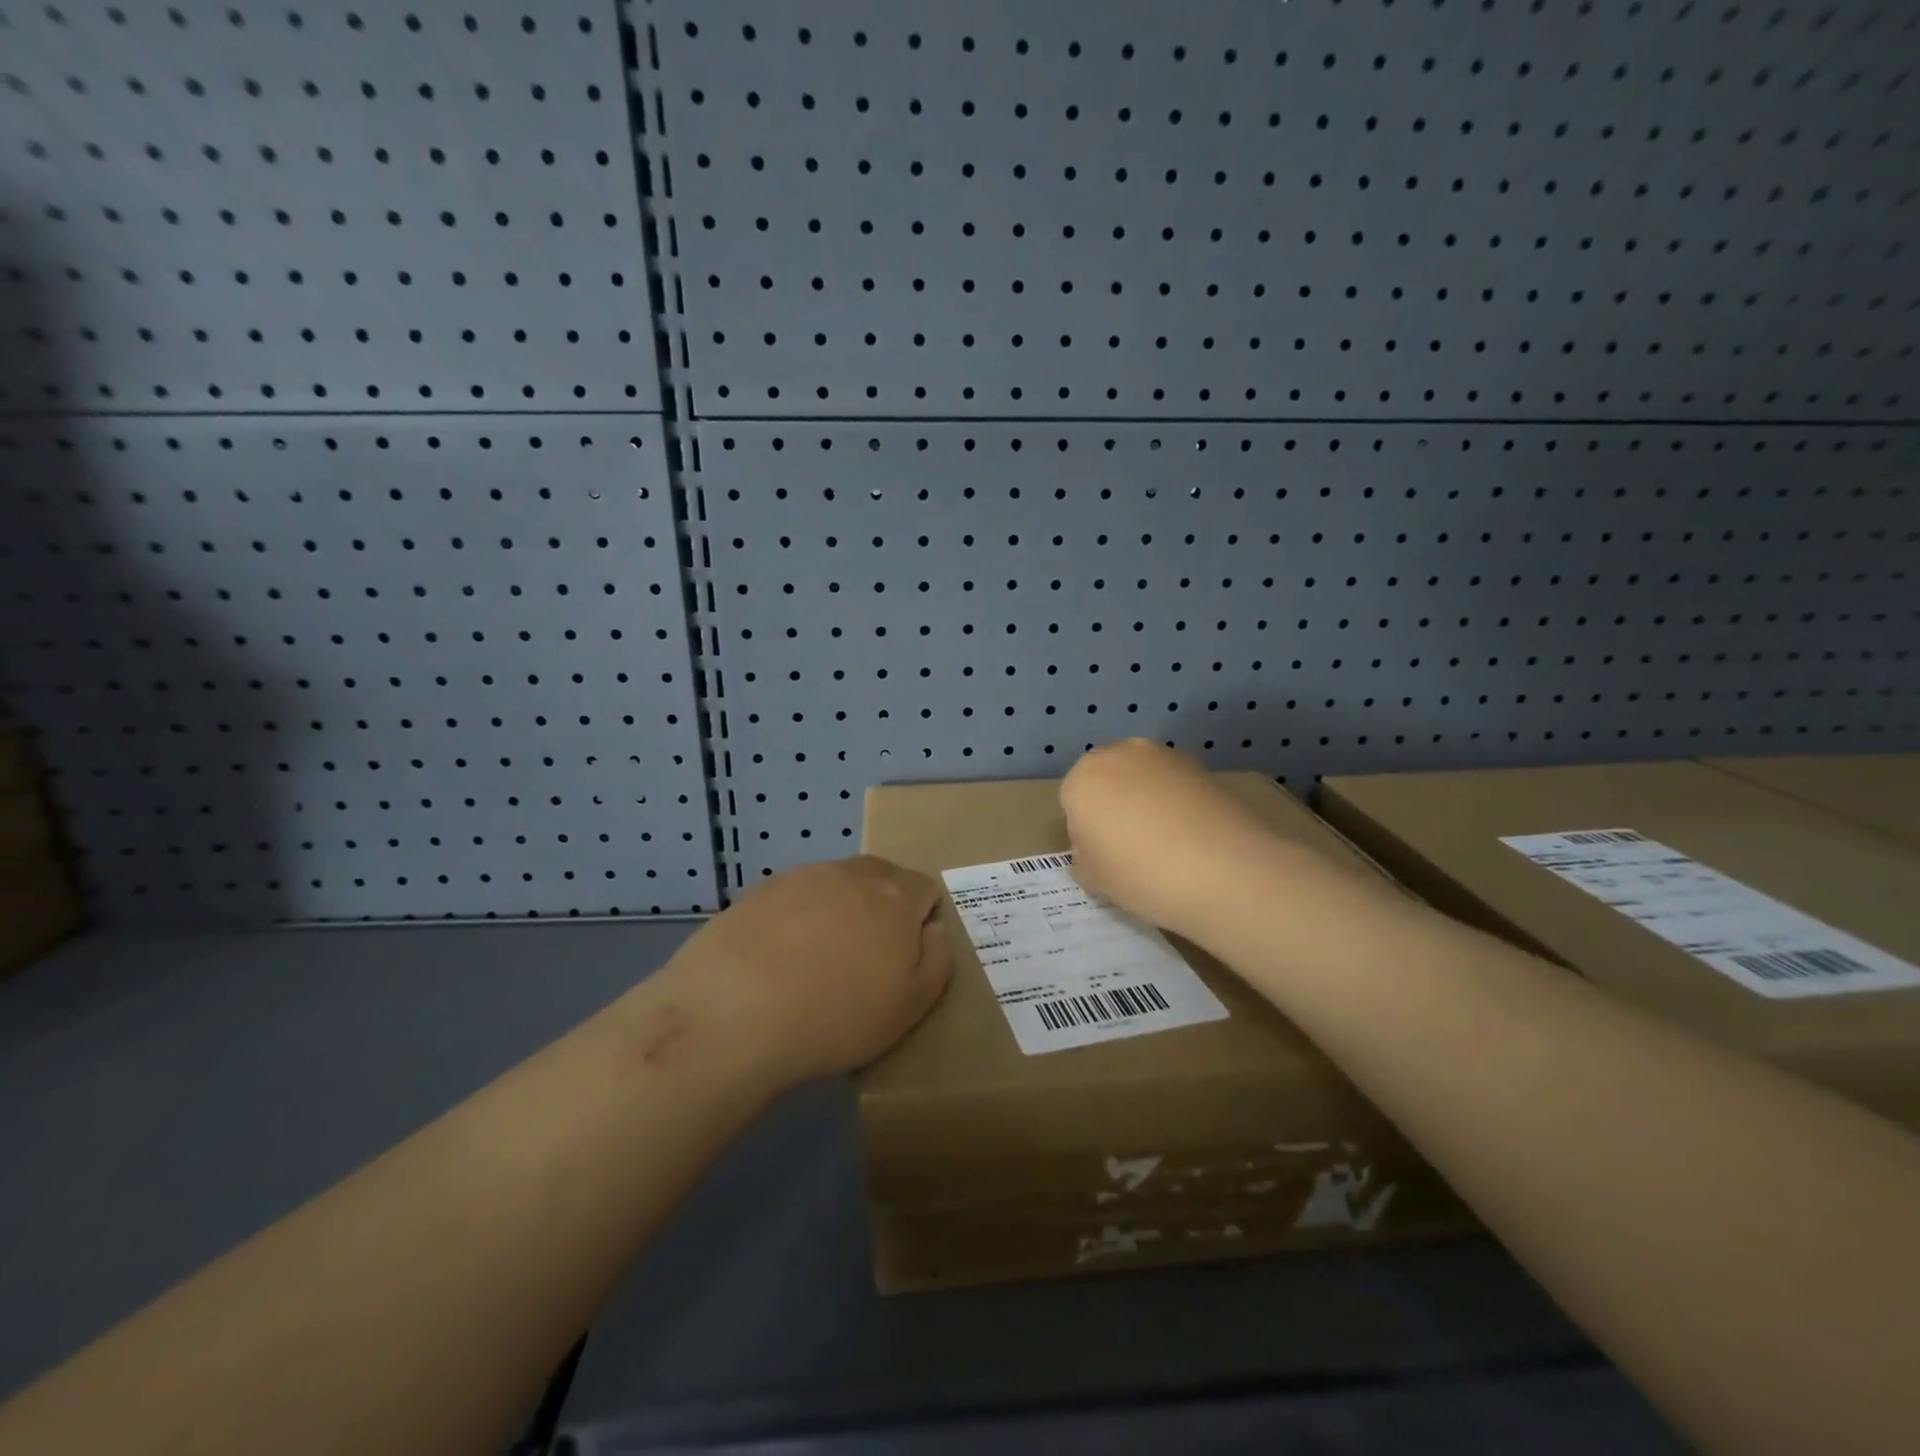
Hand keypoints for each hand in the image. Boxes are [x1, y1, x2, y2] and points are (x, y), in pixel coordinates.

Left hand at [665, 856, 953, 1086]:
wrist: (734, 1012)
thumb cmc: (837, 1015)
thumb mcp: (910, 1006)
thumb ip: (937, 961)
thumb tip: (934, 931)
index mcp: (896, 896)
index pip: (926, 889)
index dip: (922, 922)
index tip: (904, 959)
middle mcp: (852, 873)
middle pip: (881, 879)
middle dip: (882, 909)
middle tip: (865, 959)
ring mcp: (802, 877)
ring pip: (835, 886)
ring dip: (837, 912)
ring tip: (816, 962)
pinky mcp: (759, 890)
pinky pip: (793, 898)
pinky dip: (795, 919)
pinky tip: (777, 960)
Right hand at [1061, 739, 1278, 942]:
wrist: (1224, 870)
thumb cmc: (1141, 874)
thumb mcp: (1095, 880)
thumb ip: (1084, 858)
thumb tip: (1094, 849)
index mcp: (1082, 779)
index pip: (1072, 803)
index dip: (1086, 833)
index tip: (1106, 858)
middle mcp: (1119, 754)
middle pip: (1106, 780)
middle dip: (1112, 806)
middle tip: (1131, 847)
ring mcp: (1163, 755)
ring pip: (1141, 778)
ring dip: (1145, 800)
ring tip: (1165, 842)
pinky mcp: (1200, 764)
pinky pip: (1173, 784)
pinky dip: (1175, 802)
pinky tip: (1191, 835)